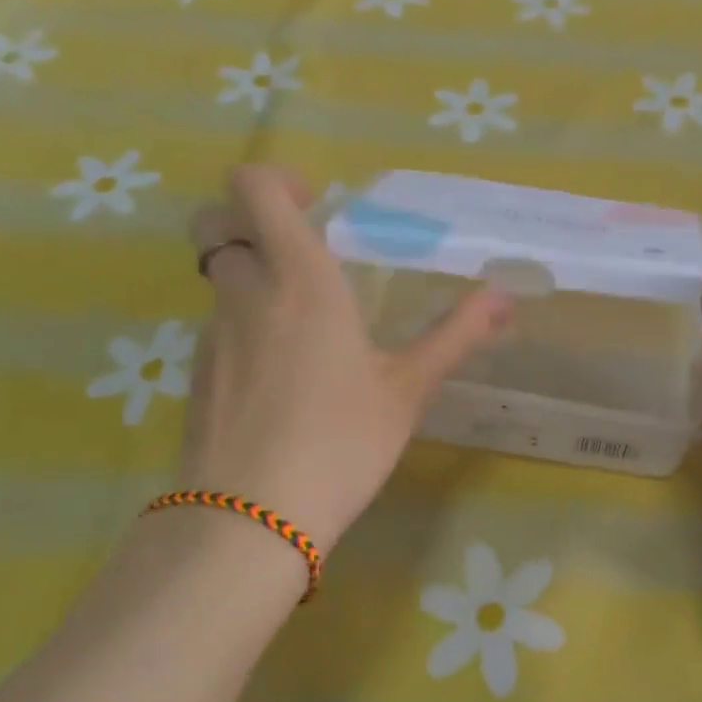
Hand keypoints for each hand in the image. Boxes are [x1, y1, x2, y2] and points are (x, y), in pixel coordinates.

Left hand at [181, 167, 510, 556]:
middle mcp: (245, 293)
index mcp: (300, 279)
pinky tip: (282, 380)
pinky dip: (245, 329)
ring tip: (306, 328)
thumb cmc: (341, 441)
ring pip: (219, 280)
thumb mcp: (407, 389)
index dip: (274, 180)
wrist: (250, 520)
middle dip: (252, 224)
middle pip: (217, 224)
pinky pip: (218, 328)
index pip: (252, 188)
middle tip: (304, 255)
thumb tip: (505, 297)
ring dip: (253, 280)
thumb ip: (456, 335)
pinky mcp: (197, 376)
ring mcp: (212, 336)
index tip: (314, 203)